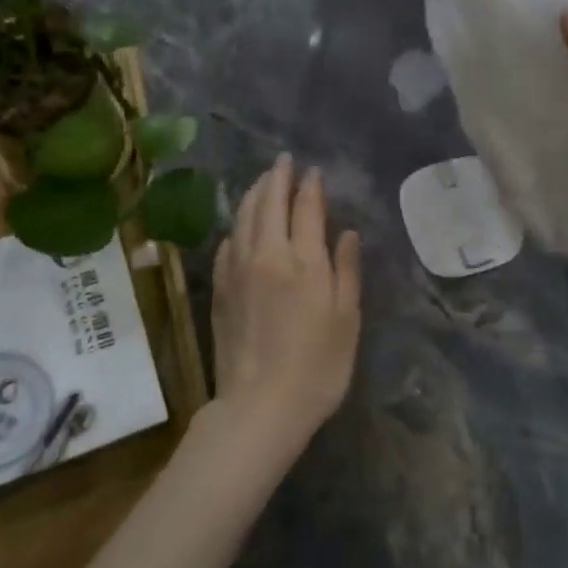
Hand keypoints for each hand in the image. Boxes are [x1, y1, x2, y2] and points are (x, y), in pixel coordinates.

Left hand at [209, 155, 362, 455]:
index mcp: (303, 261)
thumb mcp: (347, 320)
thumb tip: (346, 232)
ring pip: (244, 218)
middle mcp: (267, 255)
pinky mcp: (221, 289)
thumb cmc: (318, 367)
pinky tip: (240, 226)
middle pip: (269, 203)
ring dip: (255, 194)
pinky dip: (237, 226)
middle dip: (277, 178)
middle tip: (283, 161)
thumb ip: (346, 270)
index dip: (310, 186)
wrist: (260, 406)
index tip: (313, 171)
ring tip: (263, 180)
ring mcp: (238, 270)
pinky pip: (228, 244)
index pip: (306, 208)